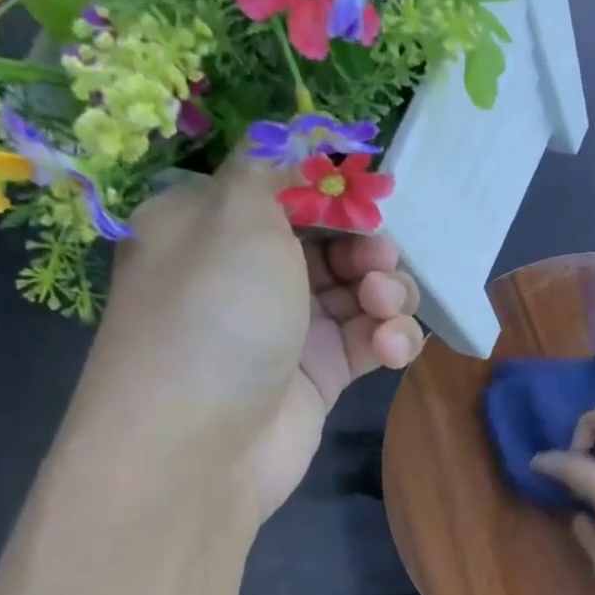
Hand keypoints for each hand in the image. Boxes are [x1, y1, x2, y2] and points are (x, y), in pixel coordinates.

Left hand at [67, 152, 423, 525]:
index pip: (287, 191)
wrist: (201, 447)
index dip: (335, 194)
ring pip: (360, 292)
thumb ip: (272, 170)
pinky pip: (369, 341)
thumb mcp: (235, 217)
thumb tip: (289, 147)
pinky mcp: (320, 375)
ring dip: (388, 295)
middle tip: (378, 266)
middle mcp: (249, 273)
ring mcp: (288, 328)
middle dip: (369, 248)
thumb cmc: (216, 316)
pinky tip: (394, 350)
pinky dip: (391, 339)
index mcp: (213, 225)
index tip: (369, 204)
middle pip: (333, 241)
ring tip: (385, 313)